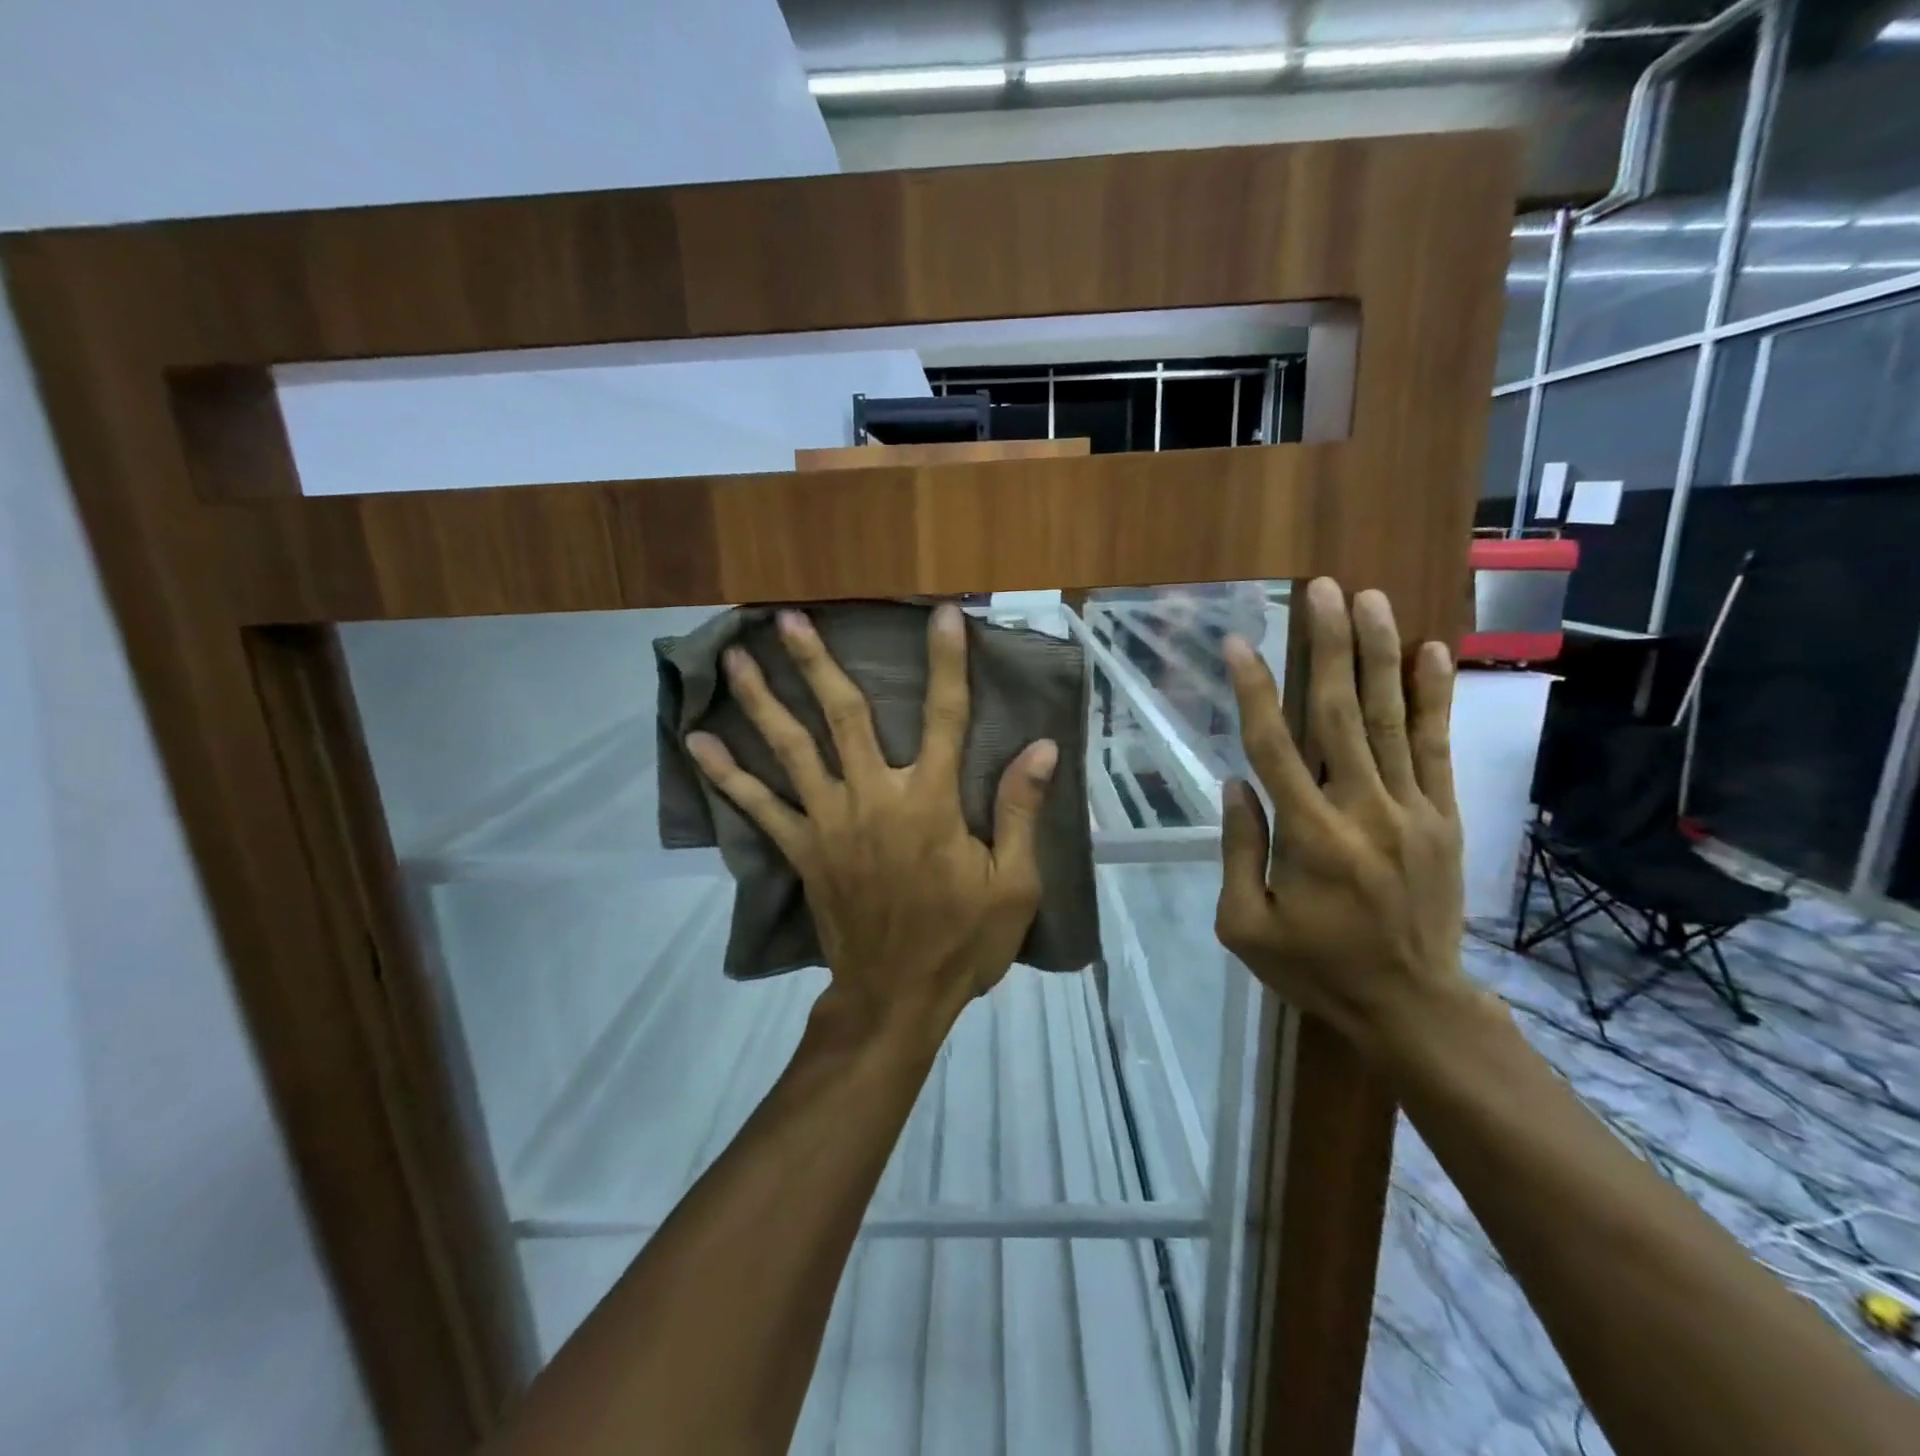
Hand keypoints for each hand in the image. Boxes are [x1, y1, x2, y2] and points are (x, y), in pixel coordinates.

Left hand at [686, 603, 1058, 1044]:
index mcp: (930, 803)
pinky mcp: (802, 851)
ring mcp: (830, 823)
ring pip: (793, 749)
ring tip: (736, 659)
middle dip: (817, 664)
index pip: (943, 717)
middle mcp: (874, 799)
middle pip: (844, 716)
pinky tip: (697, 743)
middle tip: (787, 617)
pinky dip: (727, 775)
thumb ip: (1020, 812)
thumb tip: (1042, 748)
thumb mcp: (1013, 885)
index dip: (947, 664)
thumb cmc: (961, 942)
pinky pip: (759, 807)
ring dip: (764, 701)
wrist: (895, 999)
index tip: (942, 617)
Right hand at [1214, 578, 1473, 1062]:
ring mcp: (1411, 810)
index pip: (1273, 747)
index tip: (1238, 642)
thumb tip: (1235, 784)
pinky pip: (1437, 749)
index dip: (1253, 690)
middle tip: (1322, 589)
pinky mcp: (1443, 818)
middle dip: (1329, 646)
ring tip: (1370, 599)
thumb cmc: (1315, 967)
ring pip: (1392, 719)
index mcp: (1308, 837)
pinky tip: (1430, 652)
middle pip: (1341, 714)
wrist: (1412, 1006)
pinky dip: (1434, 698)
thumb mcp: (1245, 925)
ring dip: (1379, 655)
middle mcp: (1362, 810)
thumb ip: (1237, 851)